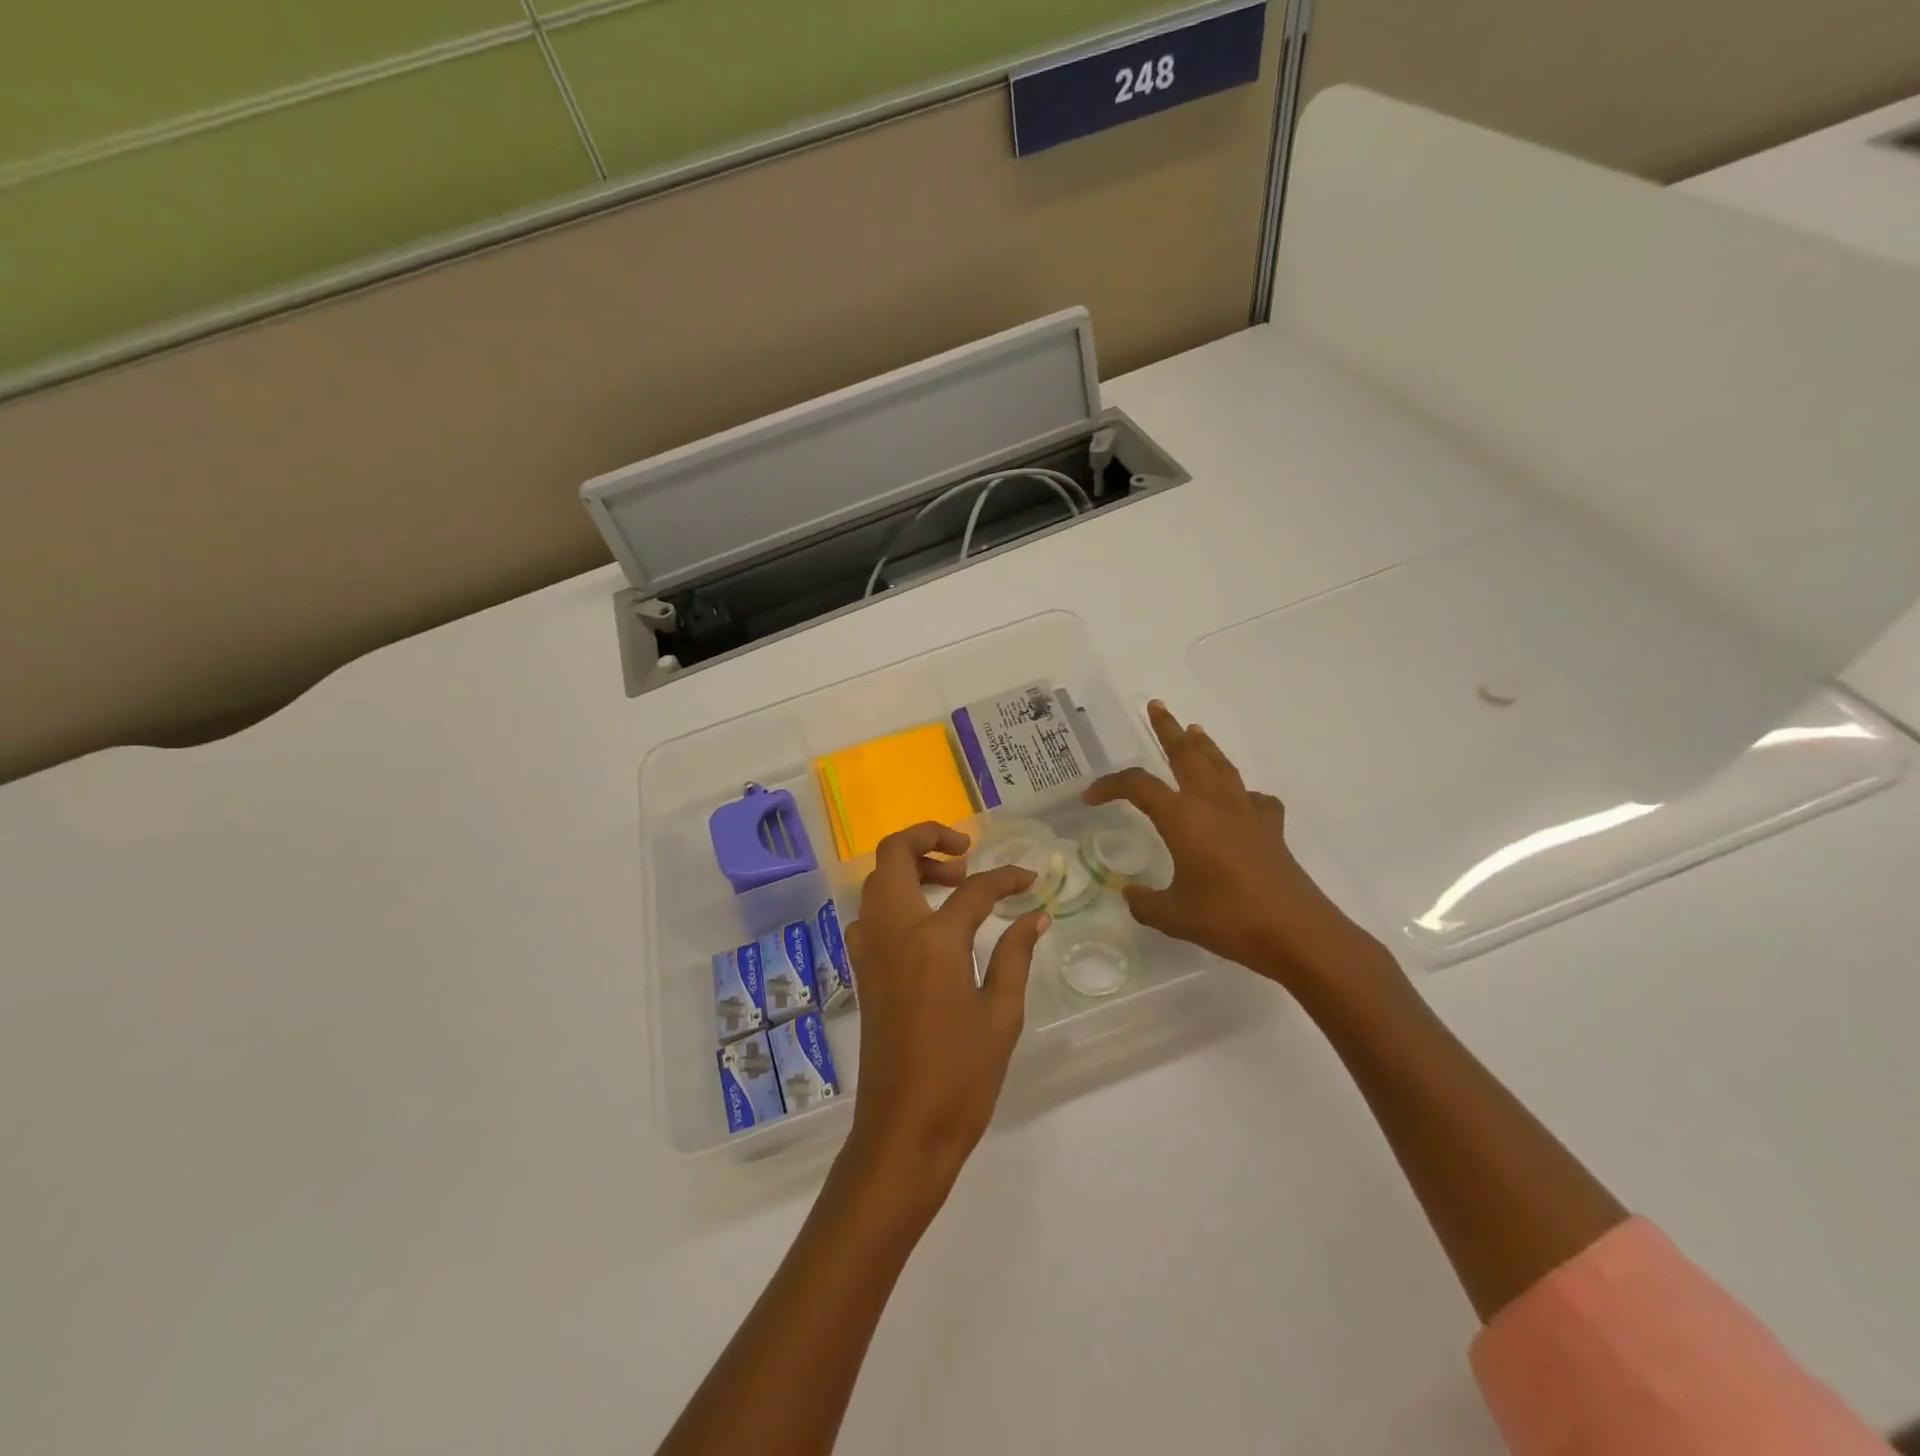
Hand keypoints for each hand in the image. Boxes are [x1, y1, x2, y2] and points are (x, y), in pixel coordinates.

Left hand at [842, 823, 1049, 1201]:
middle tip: (966, 853)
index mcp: (934, 941)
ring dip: (909, 866)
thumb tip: (1036, 916)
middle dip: (929, 838)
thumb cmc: (961, 1078)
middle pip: (894, 854)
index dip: (1007, 878)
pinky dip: (894, 898)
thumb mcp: (1001, 1016)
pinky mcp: (861, 970)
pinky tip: (927, 925)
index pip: (975, 889)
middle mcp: (893, 931)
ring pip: (876, 879)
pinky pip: (870, 913)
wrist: (903, 1132)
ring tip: (951, 885)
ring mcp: (869, 949)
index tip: (1029, 880)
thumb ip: (1015, 956)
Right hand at [1084, 701, 1395, 997]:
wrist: (1295, 932)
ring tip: (1194, 730)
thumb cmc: (1228, 918)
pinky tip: (1238, 800)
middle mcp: (1213, 804)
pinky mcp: (1270, 828)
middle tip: (1156, 707)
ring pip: (1220, 766)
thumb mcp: (1173, 916)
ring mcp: (1246, 813)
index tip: (1090, 797)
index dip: (1110, 785)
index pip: (1138, 786)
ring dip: (1204, 745)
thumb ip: (1145, 903)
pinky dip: (1241, 791)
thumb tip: (1131, 896)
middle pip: (1186, 754)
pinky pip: (1253, 798)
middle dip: (1168, 729)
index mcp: (1182, 817)